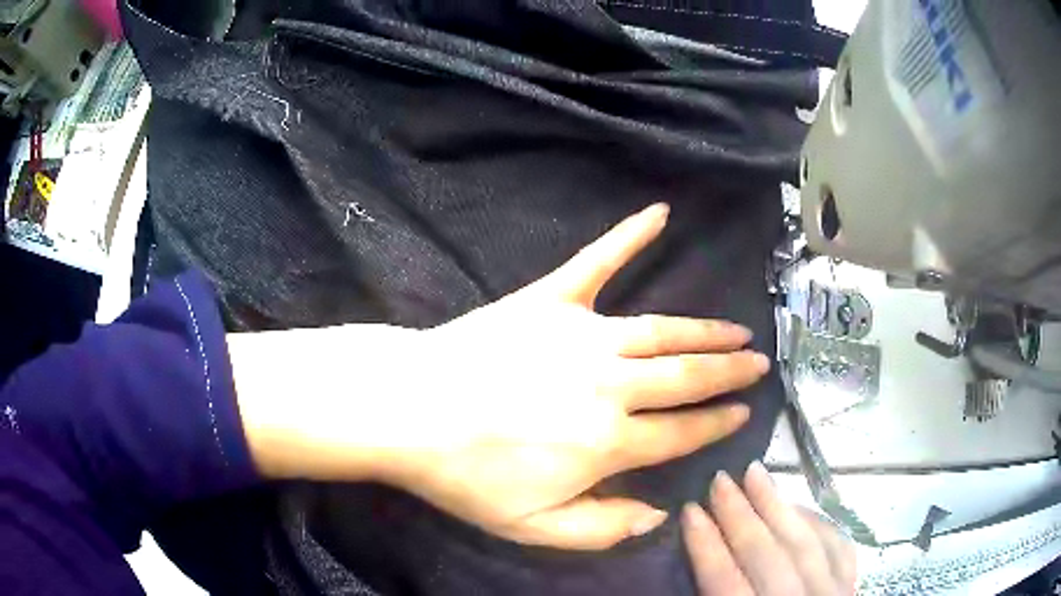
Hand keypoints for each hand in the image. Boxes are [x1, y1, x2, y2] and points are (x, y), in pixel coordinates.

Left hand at [231, 204, 770, 549]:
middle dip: (729, 370)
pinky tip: (659, 212)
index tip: (744, 412)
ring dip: (706, 329)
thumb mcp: (531, 528)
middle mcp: (610, 384)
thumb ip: (601, 527)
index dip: (718, 423)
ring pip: (663, 330)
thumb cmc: (465, 475)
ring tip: (737, 329)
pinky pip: (597, 261)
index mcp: (607, 442)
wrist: (408, 411)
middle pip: (687, 376)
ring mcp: (582, 334)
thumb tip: (658, 512)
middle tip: (759, 361)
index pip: (682, 433)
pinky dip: (629, 235)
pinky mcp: (549, 299)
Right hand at [682, 462, 856, 595]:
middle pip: (767, 555)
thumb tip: (699, 569)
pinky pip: (838, 546)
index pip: (726, 582)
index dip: (706, 545)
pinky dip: (817, 523)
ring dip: (778, 506)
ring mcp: (832, 594)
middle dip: (740, 515)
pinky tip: (800, 507)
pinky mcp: (851, 588)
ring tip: (757, 473)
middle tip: (720, 478)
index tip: (689, 510)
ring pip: (804, 542)